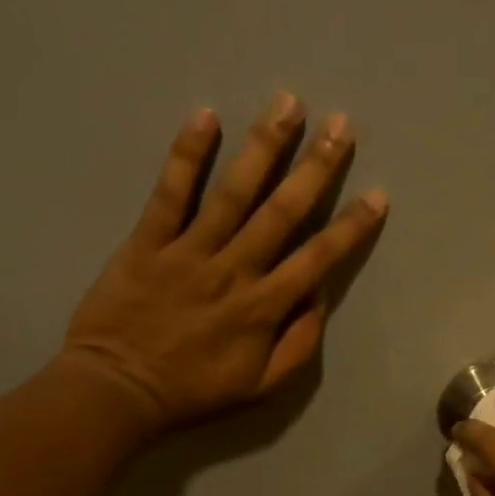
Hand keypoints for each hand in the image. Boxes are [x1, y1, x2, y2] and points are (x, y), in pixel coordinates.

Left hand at [63, 94, 387, 436]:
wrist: (117, 391)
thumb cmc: (193, 391)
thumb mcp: (262, 386)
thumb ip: (299, 343)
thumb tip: (318, 296)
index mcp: (264, 307)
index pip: (318, 258)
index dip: (351, 226)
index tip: (377, 194)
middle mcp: (234, 270)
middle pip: (282, 211)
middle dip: (316, 166)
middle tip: (341, 125)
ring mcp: (189, 251)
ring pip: (233, 192)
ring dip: (264, 146)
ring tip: (288, 104)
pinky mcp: (148, 241)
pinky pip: (170, 193)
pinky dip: (187, 155)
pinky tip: (206, 116)